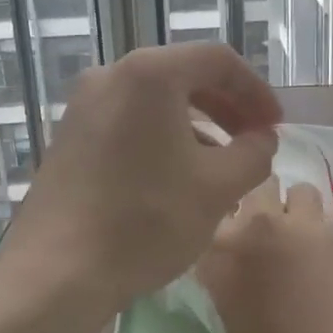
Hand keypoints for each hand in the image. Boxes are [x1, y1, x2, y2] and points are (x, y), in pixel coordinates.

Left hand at [0, 43, 280, 312]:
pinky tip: (177, 177)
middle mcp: (110, 76)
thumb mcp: (218, 187)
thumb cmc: (146, 220)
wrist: (57, 272)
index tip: (276, 125)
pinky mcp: (69, 138)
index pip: (218, 60)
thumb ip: (254, 153)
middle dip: (227, 107)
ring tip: (222, 165)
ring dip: (197, 126)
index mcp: (149, 74)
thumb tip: (262, 139)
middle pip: (183, 76)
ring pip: (155, 102)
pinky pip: (129, 123)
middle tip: (255, 141)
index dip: (256, 90)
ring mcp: (82, 107)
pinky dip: (163, 139)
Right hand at [198, 178, 332, 332]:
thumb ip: (231, 298)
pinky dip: (326, 241)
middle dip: (259, 204)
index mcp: (222, 253)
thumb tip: (241, 291)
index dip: (220, 229)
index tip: (226, 245)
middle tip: (265, 235)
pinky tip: (332, 270)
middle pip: (255, 186)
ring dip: (297, 211)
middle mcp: (261, 228)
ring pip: (300, 192)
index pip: (211, 218)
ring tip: (302, 243)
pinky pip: (330, 226)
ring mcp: (308, 229)